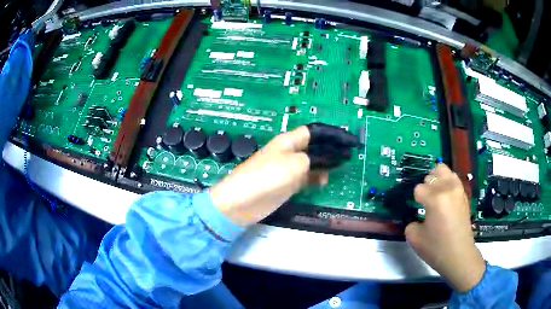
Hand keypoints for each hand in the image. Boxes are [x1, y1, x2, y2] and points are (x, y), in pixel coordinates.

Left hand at [211, 125, 357, 225]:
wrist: (243, 202)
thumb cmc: (268, 176)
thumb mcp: (296, 164)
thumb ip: (315, 160)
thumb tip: (331, 160)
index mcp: (290, 140)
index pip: (315, 131)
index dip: (333, 133)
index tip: (349, 140)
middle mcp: (290, 152)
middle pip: (315, 147)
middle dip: (332, 149)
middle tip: (350, 154)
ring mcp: (289, 169)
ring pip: (313, 163)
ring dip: (326, 164)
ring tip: (341, 167)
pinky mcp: (288, 184)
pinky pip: (307, 178)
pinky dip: (317, 179)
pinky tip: (325, 182)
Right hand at [405, 164, 485, 292]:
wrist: (459, 255)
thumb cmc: (436, 248)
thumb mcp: (414, 238)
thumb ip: (411, 222)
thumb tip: (416, 217)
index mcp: (435, 198)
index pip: (418, 188)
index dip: (415, 200)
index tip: (417, 210)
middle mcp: (448, 188)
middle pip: (432, 174)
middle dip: (426, 186)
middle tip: (425, 200)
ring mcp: (458, 190)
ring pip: (445, 171)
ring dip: (437, 179)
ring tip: (435, 194)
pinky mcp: (464, 195)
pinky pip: (454, 179)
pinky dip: (447, 183)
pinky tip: (445, 198)